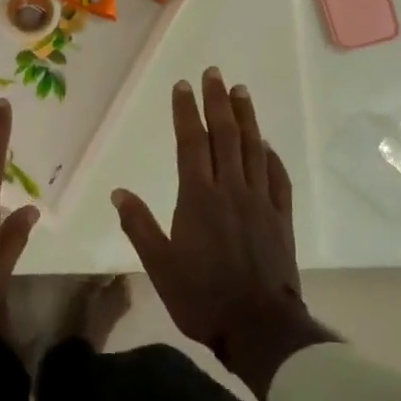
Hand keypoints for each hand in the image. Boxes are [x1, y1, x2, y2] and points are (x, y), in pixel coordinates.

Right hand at [112, 67, 336, 400]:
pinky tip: (266, 144)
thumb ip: (139, 226)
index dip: (187, 112)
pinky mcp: (281, 218)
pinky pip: (277, 178)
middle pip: (225, 136)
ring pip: (254, 149)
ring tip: (241, 92)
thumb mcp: (159, 265)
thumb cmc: (202, 296)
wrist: (259, 326)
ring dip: (247, 118)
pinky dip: (271, 156)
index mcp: (198, 198)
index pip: (191, 143)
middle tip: (214, 74)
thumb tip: (119, 193)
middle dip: (218, 102)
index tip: (183, 87)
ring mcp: (261, 202)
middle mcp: (231, 190)